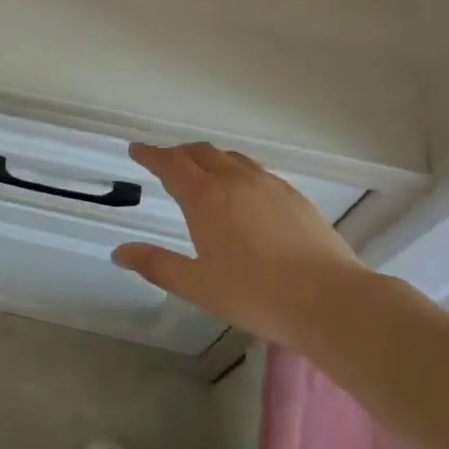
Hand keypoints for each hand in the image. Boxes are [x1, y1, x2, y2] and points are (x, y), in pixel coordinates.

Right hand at [111, 142, 365, 349]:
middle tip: (165, 162)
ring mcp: (269, 185)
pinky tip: (243, 191)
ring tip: (201, 170)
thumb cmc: (255, 294)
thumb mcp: (197, 285)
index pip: (171, 164)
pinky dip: (236, 169)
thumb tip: (119, 252)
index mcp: (206, 197)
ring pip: (231, 158)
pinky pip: (256, 170)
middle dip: (178, 153)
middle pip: (200, 153)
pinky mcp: (294, 196)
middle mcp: (235, 180)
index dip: (151, 154)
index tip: (136, 150)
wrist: (328, 299)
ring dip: (208, 158)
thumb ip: (156, 265)